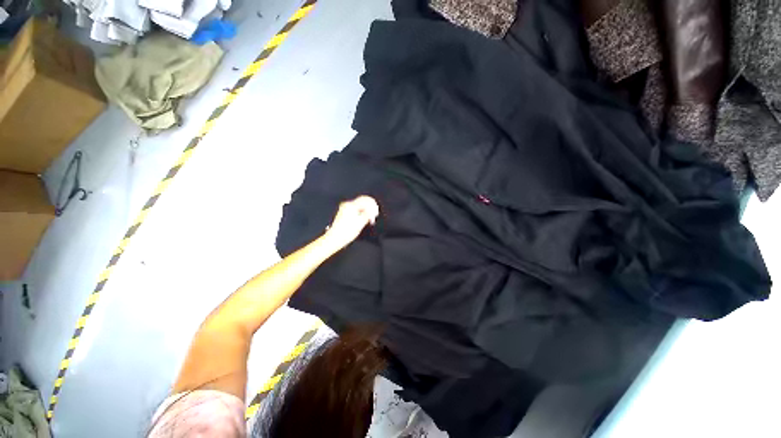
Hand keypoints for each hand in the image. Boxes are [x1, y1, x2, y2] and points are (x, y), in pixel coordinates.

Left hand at [324, 196, 379, 248]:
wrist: (335, 238)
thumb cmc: (346, 232)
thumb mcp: (360, 223)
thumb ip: (368, 214)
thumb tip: (372, 210)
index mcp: (351, 206)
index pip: (365, 199)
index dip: (372, 204)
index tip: (376, 211)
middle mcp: (347, 205)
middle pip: (362, 202)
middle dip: (369, 208)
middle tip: (374, 216)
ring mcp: (344, 209)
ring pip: (359, 206)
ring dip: (365, 211)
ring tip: (369, 220)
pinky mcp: (343, 213)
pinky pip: (355, 210)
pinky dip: (360, 213)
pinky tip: (363, 220)